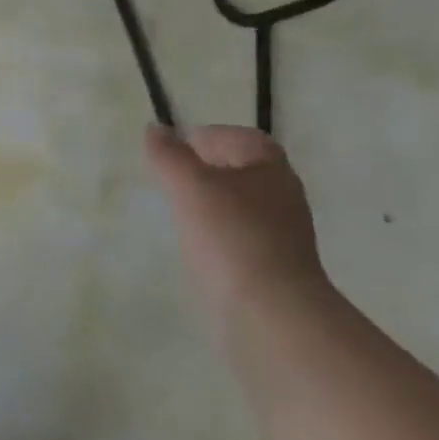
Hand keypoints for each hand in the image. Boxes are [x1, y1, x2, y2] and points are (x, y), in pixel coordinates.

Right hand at [145, 124, 327, 315]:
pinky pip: (241, 237)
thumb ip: (168, 156)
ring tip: (179, 213)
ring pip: (242, 205)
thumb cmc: (230, 237)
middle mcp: (283, 195)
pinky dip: (219, 234)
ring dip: (213, 203)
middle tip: (172, 180)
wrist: (269, 311)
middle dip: (209, 169)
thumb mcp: (189, 187)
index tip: (176, 150)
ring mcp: (281, 234)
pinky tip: (198, 248)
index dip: (210, 137)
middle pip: (244, 171)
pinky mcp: (273, 265)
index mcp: (271, 168)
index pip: (242, 138)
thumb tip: (155, 129)